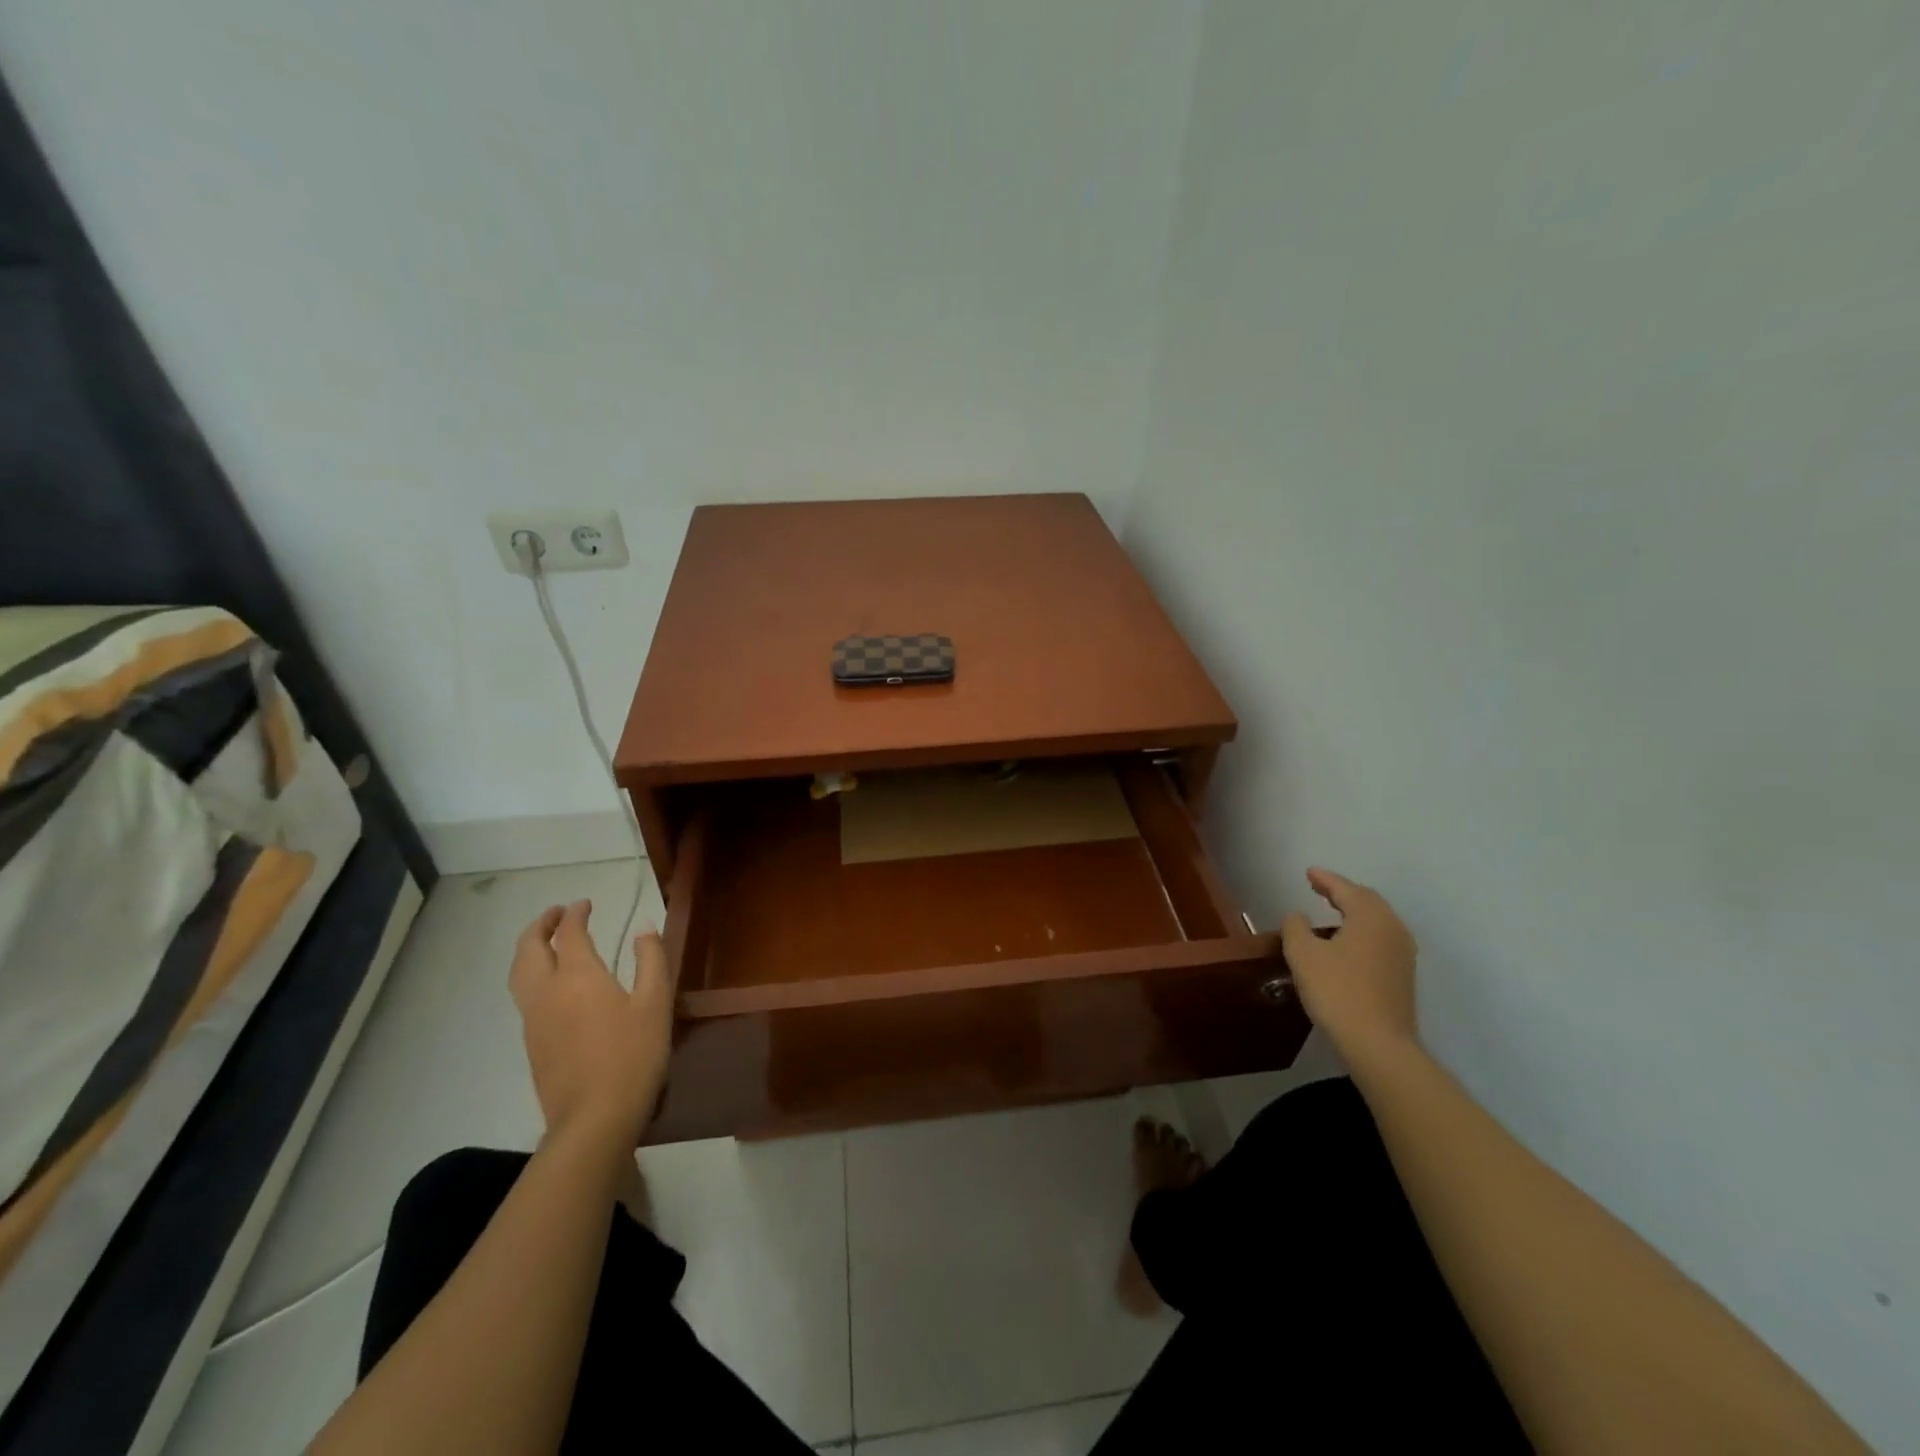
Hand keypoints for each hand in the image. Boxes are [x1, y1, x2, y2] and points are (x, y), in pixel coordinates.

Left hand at [509, 901, 675, 1148]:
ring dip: (530, 949)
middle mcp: (547, 991)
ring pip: (519, 973)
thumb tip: (644, 930)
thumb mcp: (655, 1003)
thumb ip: (651, 960)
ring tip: (547, 942)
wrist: (594, 1118)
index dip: (577, 914)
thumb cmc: (633, 1055)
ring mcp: (533, 1020)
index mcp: (578, 976)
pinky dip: (531, 974)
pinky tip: (552, 984)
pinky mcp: (532, 1044)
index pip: (570, 933)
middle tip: (558, 914)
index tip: (586, 904)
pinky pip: (523, 996)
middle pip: (529, 949)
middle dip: (541, 925)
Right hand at [1279, 868, 1418, 1062]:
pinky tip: (1346, 943)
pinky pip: (1380, 939)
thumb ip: (1295, 927)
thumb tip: (1298, 916)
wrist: (1378, 1044)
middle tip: (1320, 887)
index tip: (1309, 872)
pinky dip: (1361, 931)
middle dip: (1343, 892)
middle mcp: (1393, 929)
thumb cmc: (1337, 991)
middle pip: (1367, 901)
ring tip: (1331, 912)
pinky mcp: (1403, 976)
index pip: (1346, 889)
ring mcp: (1403, 954)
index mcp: (1370, 917)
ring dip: (1354, 912)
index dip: (1325, 879)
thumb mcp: (1302, 954)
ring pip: (1377, 921)